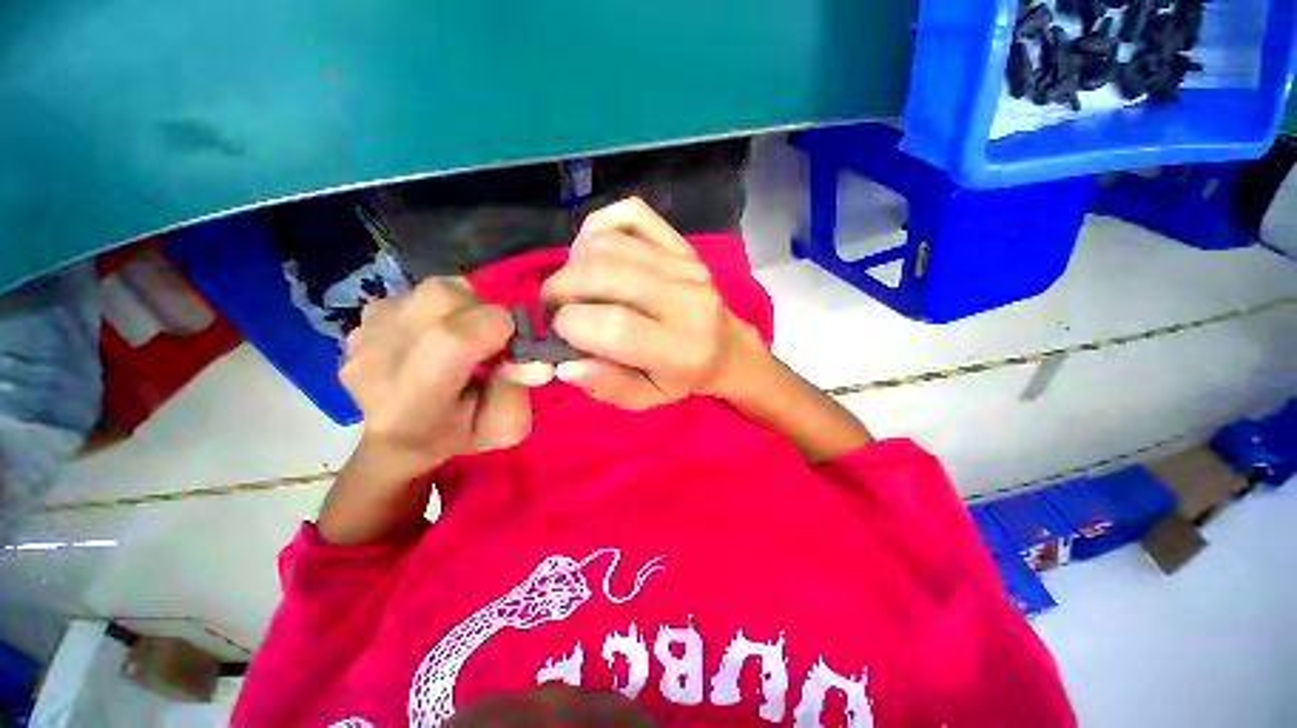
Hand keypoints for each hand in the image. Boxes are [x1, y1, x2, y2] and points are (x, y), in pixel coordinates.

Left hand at [339, 278, 540, 482]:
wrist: (395, 439)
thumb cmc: (456, 435)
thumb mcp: (503, 427)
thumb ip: (518, 393)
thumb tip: (534, 361)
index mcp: (414, 399)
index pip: (454, 337)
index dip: (497, 330)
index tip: (509, 348)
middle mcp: (377, 360)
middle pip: (443, 296)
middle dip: (481, 312)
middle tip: (487, 341)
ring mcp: (363, 335)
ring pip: (434, 289)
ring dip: (462, 308)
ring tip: (460, 338)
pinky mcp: (360, 320)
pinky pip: (416, 295)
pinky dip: (438, 310)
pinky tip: (432, 339)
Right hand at [541, 197, 763, 409]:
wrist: (725, 347)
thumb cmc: (682, 378)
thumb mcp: (646, 398)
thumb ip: (607, 385)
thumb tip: (563, 364)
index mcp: (681, 349)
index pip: (615, 326)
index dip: (570, 326)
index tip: (559, 335)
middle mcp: (686, 298)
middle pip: (603, 274)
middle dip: (560, 291)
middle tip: (556, 311)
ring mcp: (685, 263)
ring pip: (608, 244)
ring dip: (572, 264)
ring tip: (573, 289)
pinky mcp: (680, 242)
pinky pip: (629, 214)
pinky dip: (597, 230)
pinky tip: (592, 257)